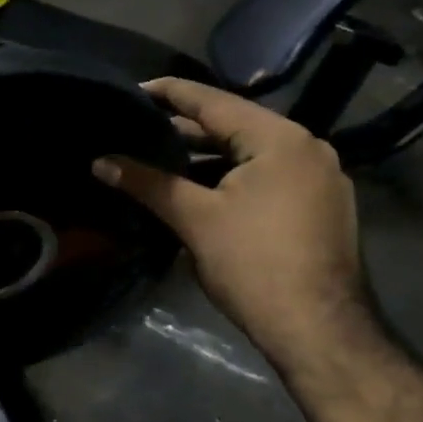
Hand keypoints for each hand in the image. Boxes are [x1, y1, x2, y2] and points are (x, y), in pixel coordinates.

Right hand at [94, 77, 377, 370]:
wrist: (320, 331)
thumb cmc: (255, 266)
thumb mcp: (195, 219)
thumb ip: (148, 183)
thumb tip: (100, 162)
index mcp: (279, 138)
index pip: (214, 101)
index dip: (170, 94)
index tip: (135, 89)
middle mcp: (307, 147)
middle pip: (235, 126)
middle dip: (187, 130)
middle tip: (141, 128)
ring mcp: (321, 178)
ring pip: (253, 155)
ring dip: (210, 158)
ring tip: (163, 158)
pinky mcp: (322, 206)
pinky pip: (270, 176)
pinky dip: (234, 177)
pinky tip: (203, 188)